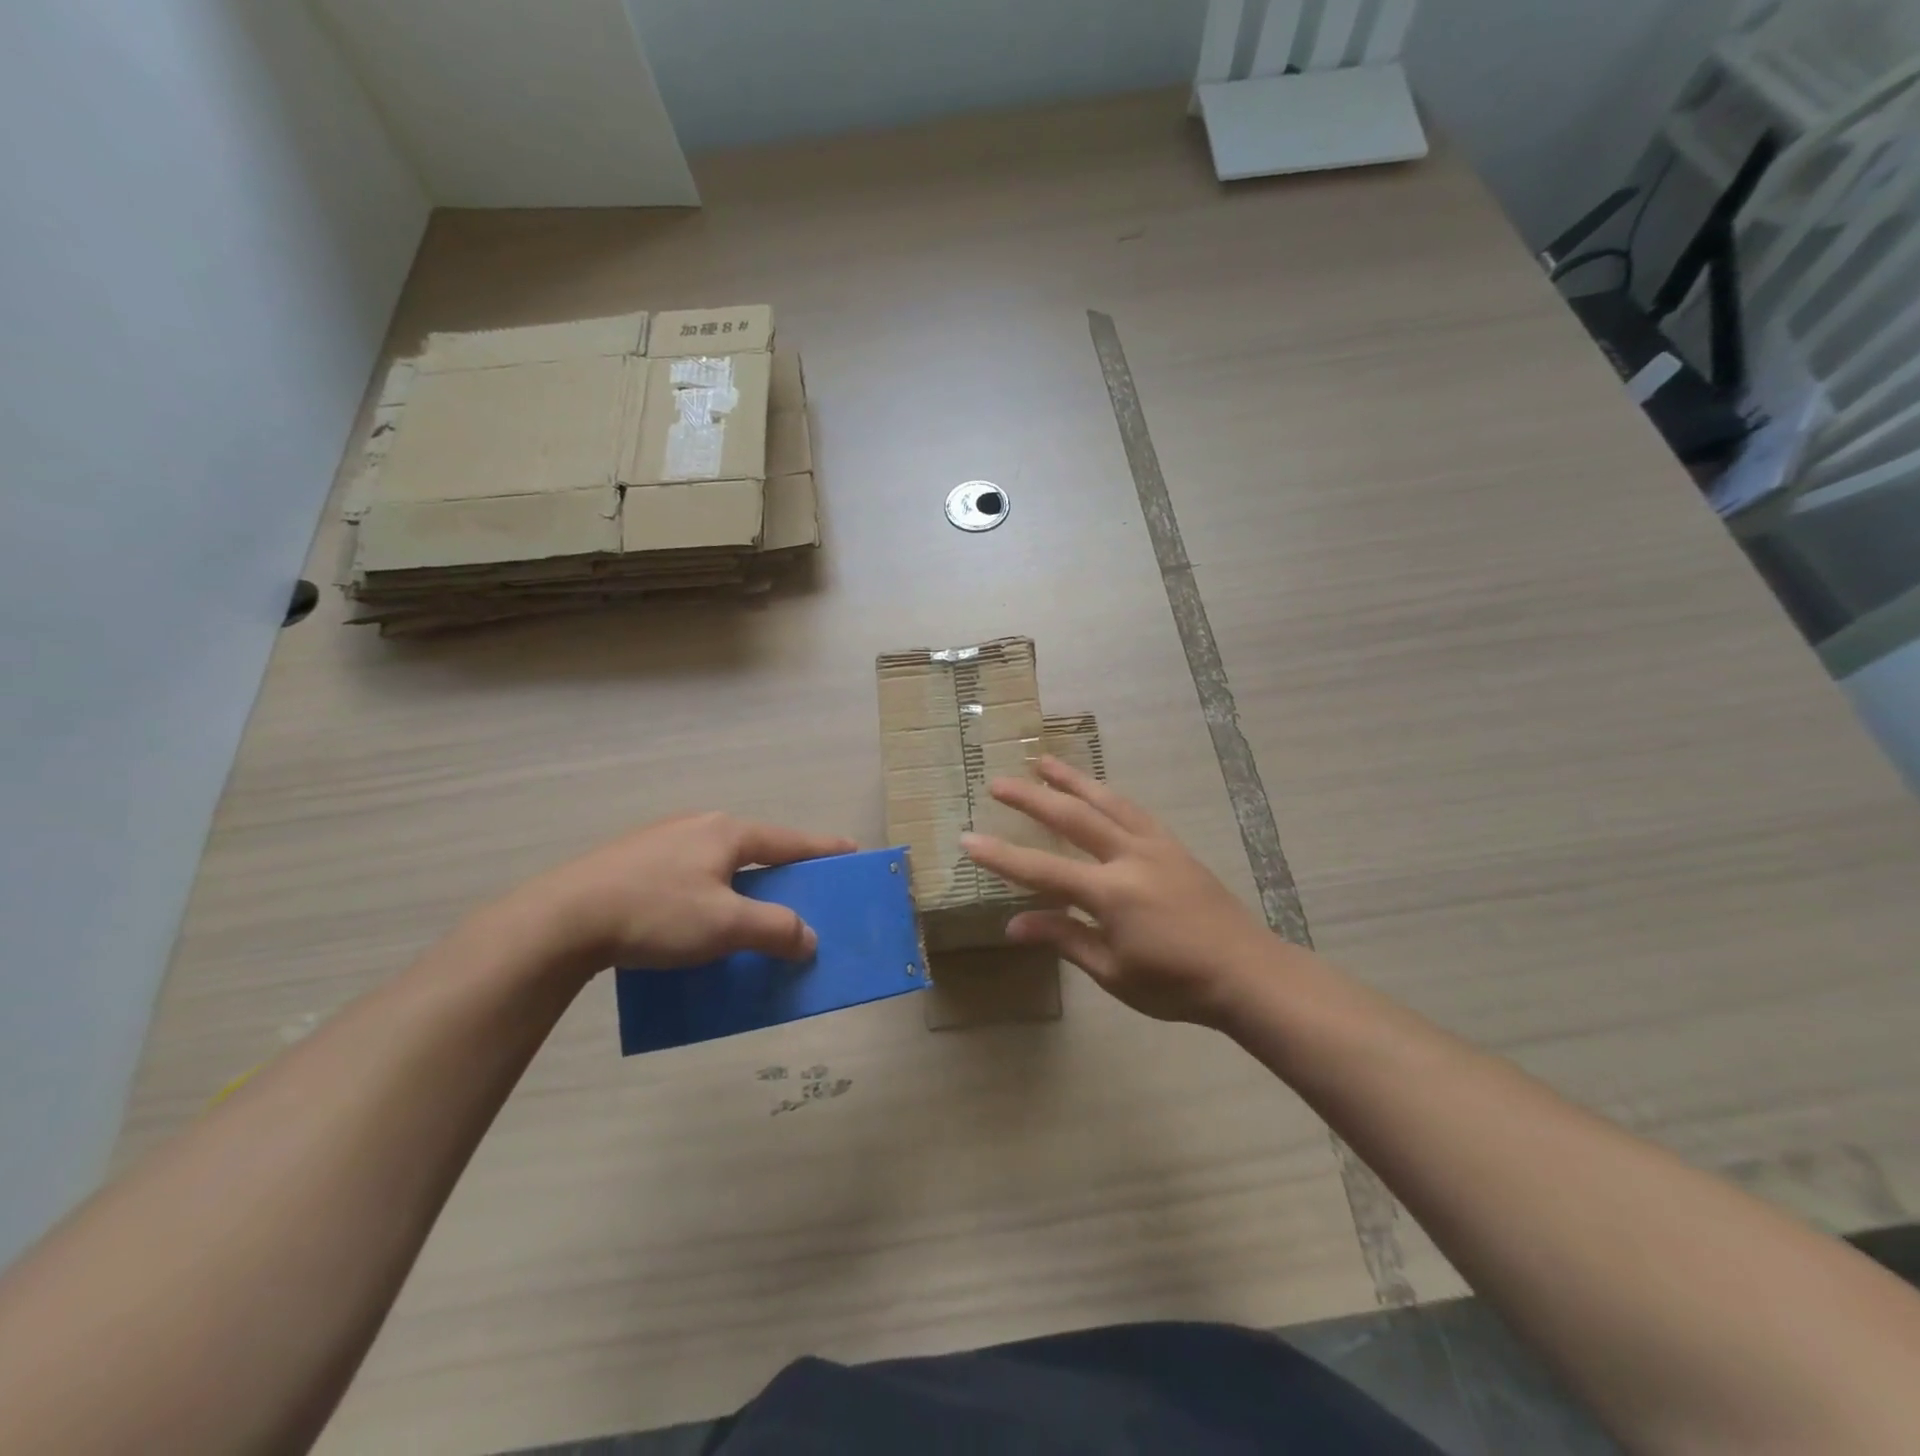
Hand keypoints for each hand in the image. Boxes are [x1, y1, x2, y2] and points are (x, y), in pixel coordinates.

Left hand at [501, 812, 856, 978]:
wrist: (561, 920)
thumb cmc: (657, 913)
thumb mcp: (725, 926)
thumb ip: (775, 929)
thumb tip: (808, 938)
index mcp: (727, 832)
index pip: (790, 840)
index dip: (823, 849)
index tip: (852, 850)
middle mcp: (699, 826)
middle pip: (755, 849)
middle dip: (781, 870)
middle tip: (802, 892)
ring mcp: (662, 841)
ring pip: (720, 862)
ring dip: (743, 885)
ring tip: (749, 912)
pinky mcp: (633, 862)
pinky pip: (690, 874)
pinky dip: (710, 893)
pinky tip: (696, 920)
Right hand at [961, 757, 1305, 1026]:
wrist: (1248, 973)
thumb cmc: (1176, 984)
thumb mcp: (1113, 972)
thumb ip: (1064, 939)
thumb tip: (1013, 925)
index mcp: (1111, 893)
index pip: (1043, 870)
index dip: (1002, 856)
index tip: (968, 839)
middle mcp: (1129, 857)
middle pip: (1072, 818)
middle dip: (1032, 797)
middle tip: (999, 780)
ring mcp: (1155, 846)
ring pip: (1105, 801)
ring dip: (1071, 780)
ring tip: (1043, 761)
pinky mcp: (1174, 846)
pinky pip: (1134, 810)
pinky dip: (1108, 794)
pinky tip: (1097, 791)